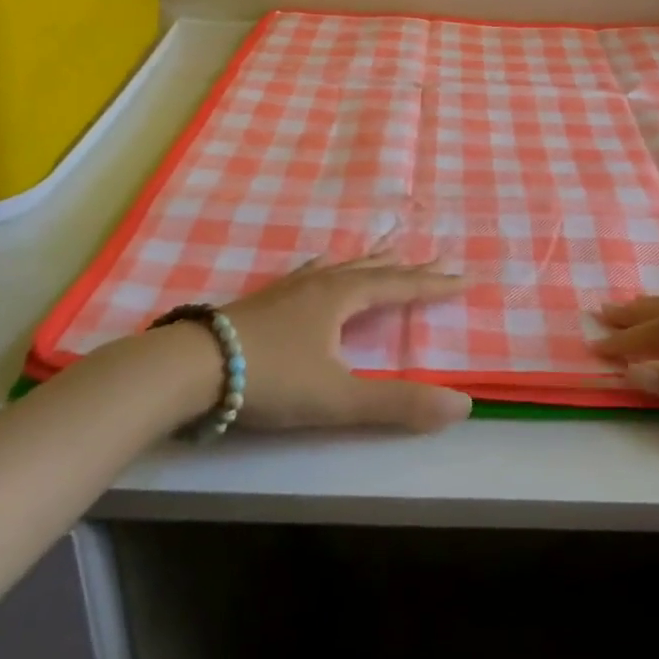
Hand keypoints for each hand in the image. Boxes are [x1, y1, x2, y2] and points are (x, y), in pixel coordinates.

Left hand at [217, 252, 472, 432]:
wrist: (193, 366)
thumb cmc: (271, 377)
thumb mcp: (339, 397)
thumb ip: (398, 403)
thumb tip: (462, 406)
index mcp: (342, 298)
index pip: (400, 287)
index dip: (434, 285)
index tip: (465, 277)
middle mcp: (321, 283)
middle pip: (374, 269)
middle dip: (409, 268)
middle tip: (438, 257)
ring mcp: (291, 288)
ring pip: (342, 267)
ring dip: (372, 262)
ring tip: (389, 252)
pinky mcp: (268, 299)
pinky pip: (312, 272)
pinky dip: (331, 267)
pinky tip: (322, 268)